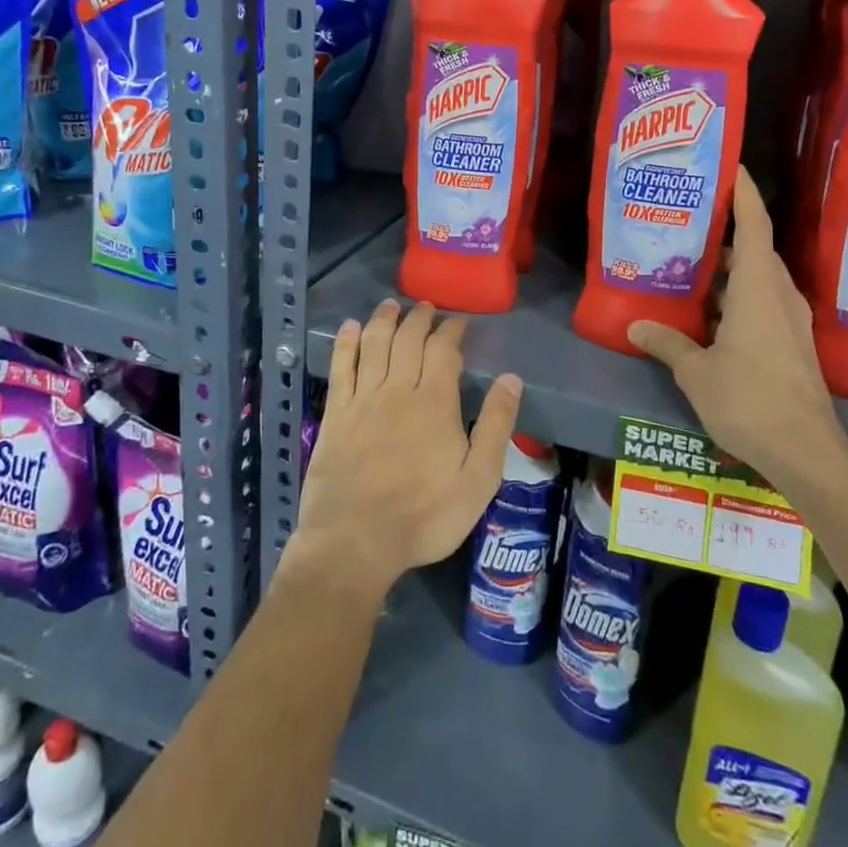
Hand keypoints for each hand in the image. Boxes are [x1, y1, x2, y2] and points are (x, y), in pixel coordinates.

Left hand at [292, 299, 521, 599]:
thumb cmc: (424, 516)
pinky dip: (346, 343)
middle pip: (408, 339)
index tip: (458, 320)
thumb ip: (496, 426)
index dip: (452, 330)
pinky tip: (351, 328)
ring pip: (374, 344)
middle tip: (426, 307)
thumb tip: (511, 379)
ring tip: (391, 305)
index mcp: (435, 402)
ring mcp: (362, 399)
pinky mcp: (336, 414)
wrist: (356, 541)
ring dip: (383, 320)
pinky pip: (341, 367)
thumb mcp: (478, 480)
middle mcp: (397, 389)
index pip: (444, 350)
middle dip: (419, 318)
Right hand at [627, 169, 847, 488]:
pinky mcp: (792, 343)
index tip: (730, 167)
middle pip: (756, 249)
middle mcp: (779, 296)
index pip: (755, 226)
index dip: (744, 194)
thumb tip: (635, 327)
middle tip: (691, 216)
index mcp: (758, 290)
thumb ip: (667, 343)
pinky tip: (709, 309)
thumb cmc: (748, 400)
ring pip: (759, 278)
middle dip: (728, 230)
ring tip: (692, 260)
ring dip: (730, 267)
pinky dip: (737, 295)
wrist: (806, 451)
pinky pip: (763, 302)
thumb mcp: (696, 372)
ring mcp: (790, 321)